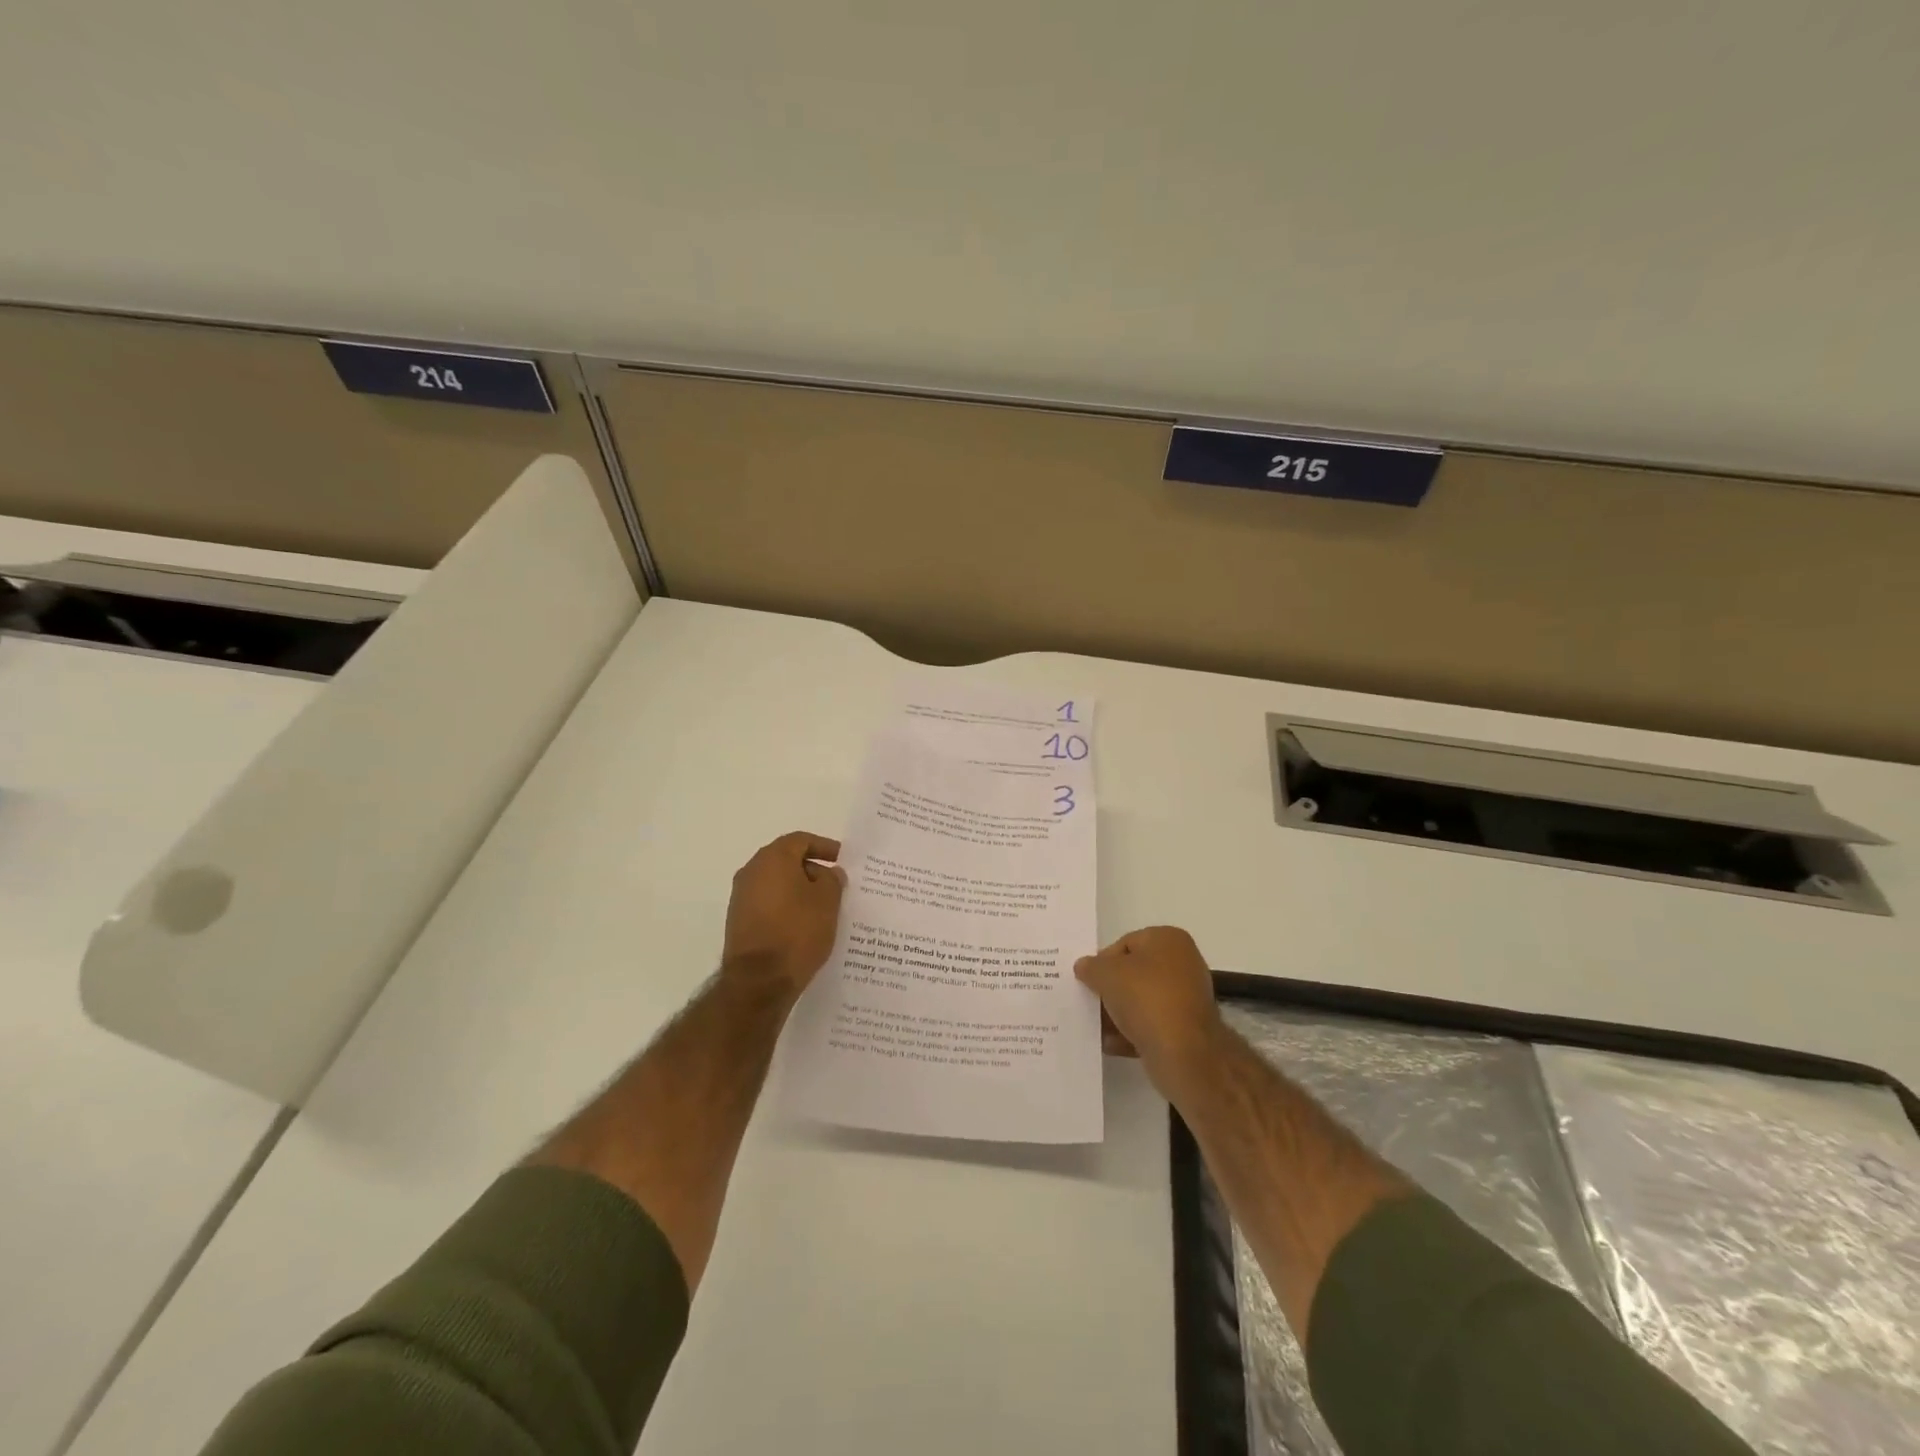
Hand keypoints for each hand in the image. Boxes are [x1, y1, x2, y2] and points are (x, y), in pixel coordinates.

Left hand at [722, 832, 846, 992]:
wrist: (758, 981)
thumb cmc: (797, 932)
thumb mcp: (827, 902)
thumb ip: (832, 880)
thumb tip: (828, 872)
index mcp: (772, 858)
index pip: (800, 840)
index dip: (823, 846)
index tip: (841, 858)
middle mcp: (751, 871)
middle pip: (785, 859)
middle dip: (811, 868)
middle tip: (834, 883)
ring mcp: (741, 897)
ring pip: (775, 883)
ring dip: (798, 889)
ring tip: (822, 906)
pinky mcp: (738, 921)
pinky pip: (767, 903)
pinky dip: (786, 906)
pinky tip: (803, 923)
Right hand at [1075, 926, 1222, 1081]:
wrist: (1184, 1053)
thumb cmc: (1146, 998)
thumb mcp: (1106, 974)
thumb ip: (1091, 966)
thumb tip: (1084, 966)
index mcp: (1169, 939)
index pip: (1125, 943)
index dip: (1103, 961)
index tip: (1088, 981)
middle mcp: (1183, 963)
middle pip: (1134, 973)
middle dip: (1110, 989)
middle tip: (1090, 1002)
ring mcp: (1187, 998)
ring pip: (1142, 1001)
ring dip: (1118, 1013)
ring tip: (1096, 1027)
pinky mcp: (1187, 1029)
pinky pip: (1152, 1025)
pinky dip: (1132, 1032)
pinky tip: (1111, 1044)